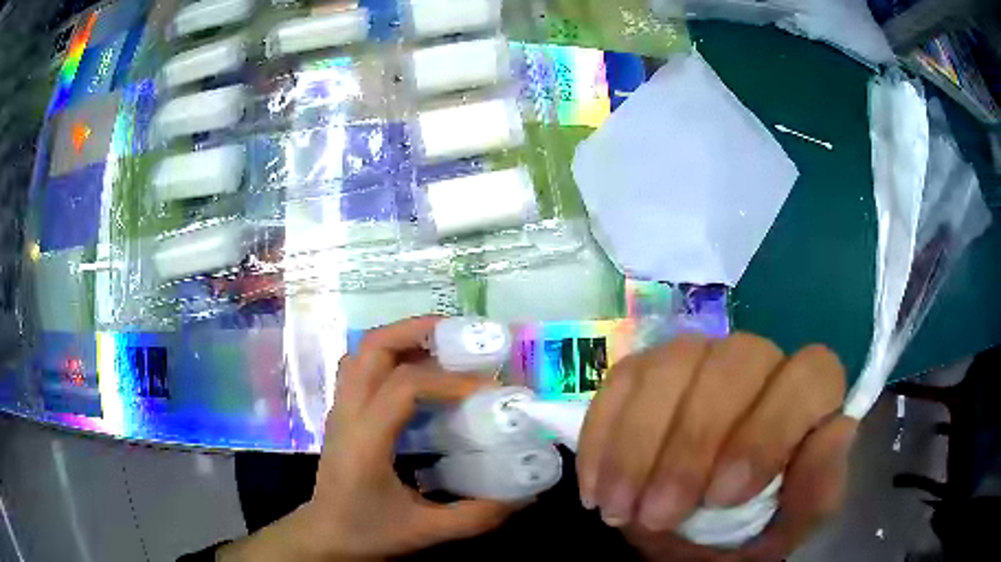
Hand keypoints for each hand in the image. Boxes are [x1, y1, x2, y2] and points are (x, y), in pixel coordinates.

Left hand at [219, 316, 516, 560]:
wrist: (325, 536)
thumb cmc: (367, 532)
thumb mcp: (425, 531)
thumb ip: (476, 516)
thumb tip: (525, 497)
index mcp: (366, 440)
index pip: (404, 386)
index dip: (449, 380)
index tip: (487, 388)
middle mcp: (348, 413)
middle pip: (372, 348)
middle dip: (416, 331)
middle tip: (459, 335)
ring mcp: (341, 409)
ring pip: (363, 352)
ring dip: (402, 338)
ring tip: (442, 344)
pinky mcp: (344, 413)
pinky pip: (363, 367)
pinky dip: (391, 355)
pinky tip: (419, 371)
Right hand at [577, 333, 856, 560]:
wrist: (684, 539)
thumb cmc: (744, 534)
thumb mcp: (784, 529)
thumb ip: (817, 489)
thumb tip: (838, 430)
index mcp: (806, 398)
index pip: (812, 373)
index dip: (770, 428)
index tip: (722, 496)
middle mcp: (759, 364)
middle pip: (735, 361)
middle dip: (692, 445)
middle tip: (657, 515)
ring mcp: (700, 360)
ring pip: (673, 364)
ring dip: (638, 445)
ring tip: (619, 510)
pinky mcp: (646, 372)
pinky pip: (621, 381)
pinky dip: (603, 437)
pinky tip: (596, 488)